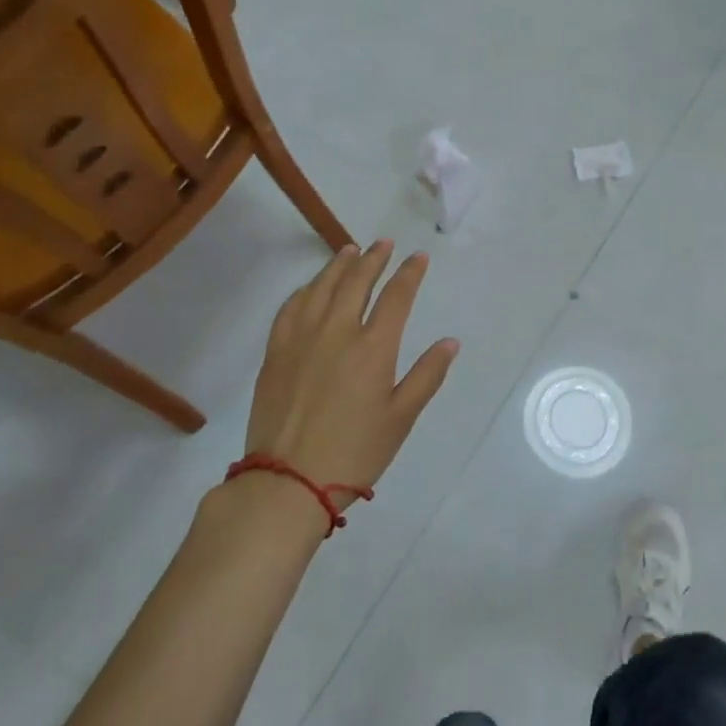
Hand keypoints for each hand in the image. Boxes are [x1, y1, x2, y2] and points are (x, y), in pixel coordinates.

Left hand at [244, 241, 459, 504]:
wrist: (287, 482)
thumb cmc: (354, 452)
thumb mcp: (401, 418)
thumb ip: (427, 375)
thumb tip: (450, 341)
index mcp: (373, 347)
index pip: (396, 296)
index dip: (410, 273)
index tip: (418, 257)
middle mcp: (337, 332)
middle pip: (357, 282)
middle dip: (374, 258)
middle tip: (384, 243)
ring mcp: (301, 339)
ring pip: (321, 288)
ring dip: (338, 265)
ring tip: (349, 250)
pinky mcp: (275, 352)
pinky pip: (290, 308)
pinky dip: (305, 290)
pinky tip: (311, 287)